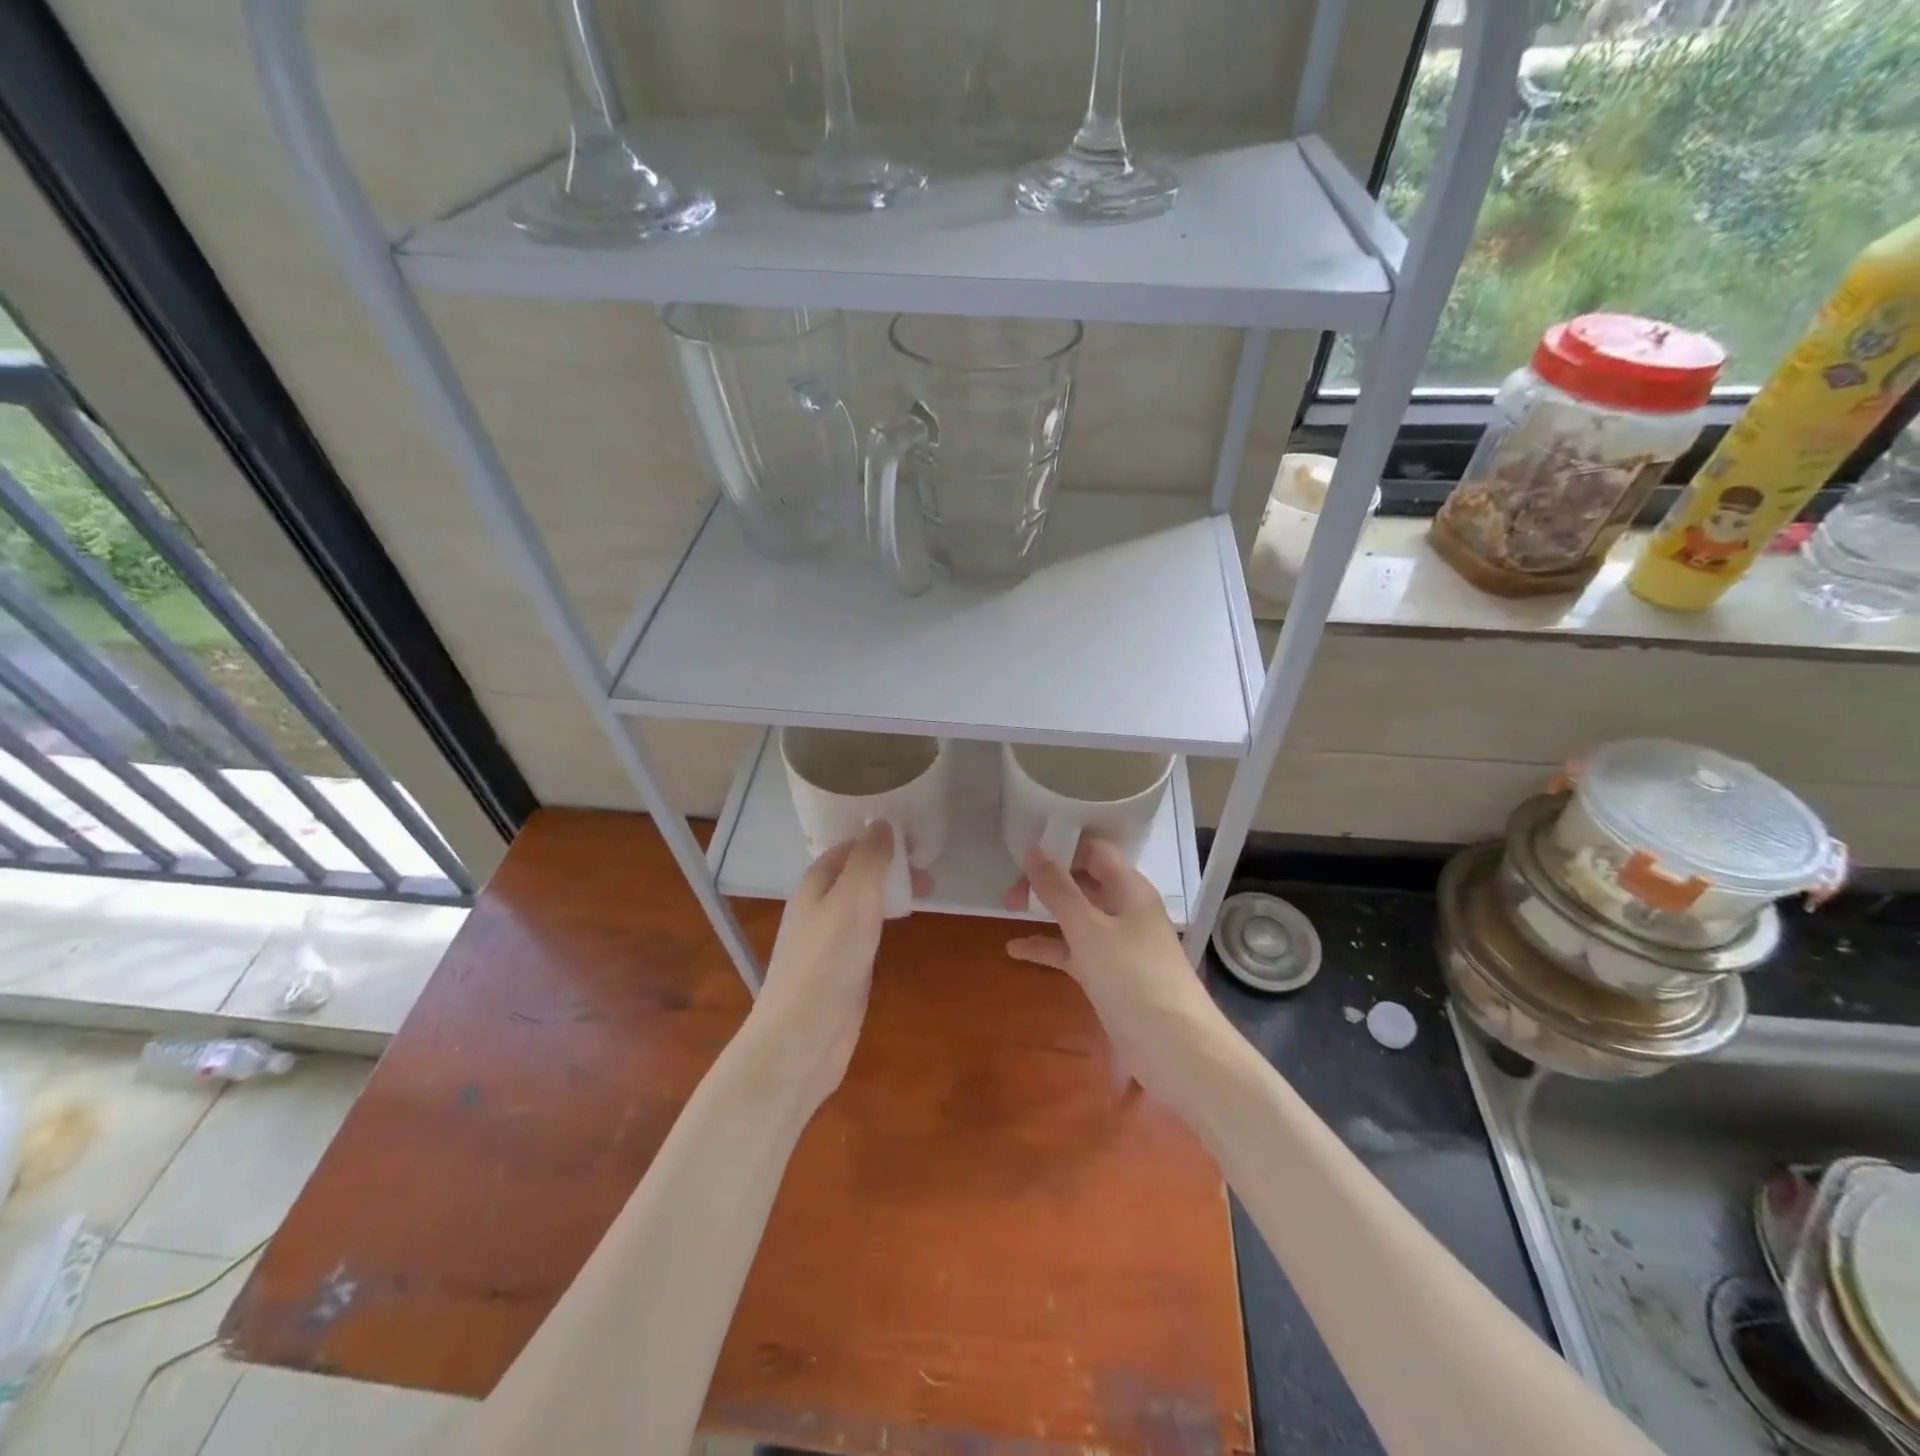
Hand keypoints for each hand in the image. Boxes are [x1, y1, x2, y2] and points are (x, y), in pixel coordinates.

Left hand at [745, 822, 923, 1111]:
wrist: (804, 1036)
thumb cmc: (828, 959)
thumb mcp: (852, 898)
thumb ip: (868, 859)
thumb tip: (881, 822)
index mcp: (816, 883)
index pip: (849, 846)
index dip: (879, 838)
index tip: (917, 838)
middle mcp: (820, 905)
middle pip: (858, 873)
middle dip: (891, 865)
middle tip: (929, 871)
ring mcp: (830, 938)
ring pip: (864, 901)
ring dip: (892, 891)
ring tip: (927, 890)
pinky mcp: (843, 967)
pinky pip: (867, 930)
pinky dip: (887, 919)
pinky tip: (904, 925)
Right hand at [1006, 839, 1221, 1103]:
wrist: (1175, 1048)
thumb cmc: (1133, 977)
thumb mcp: (1089, 929)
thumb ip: (1059, 889)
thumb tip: (1033, 849)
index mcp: (1129, 888)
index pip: (1094, 850)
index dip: (1061, 846)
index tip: (1024, 854)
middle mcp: (1125, 909)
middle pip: (1083, 880)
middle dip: (1047, 880)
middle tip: (1010, 892)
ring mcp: (1118, 943)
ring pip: (1077, 915)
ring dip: (1045, 911)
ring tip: (1006, 909)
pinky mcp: (1110, 974)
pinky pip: (1074, 950)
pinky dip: (1049, 947)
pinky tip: (1016, 951)